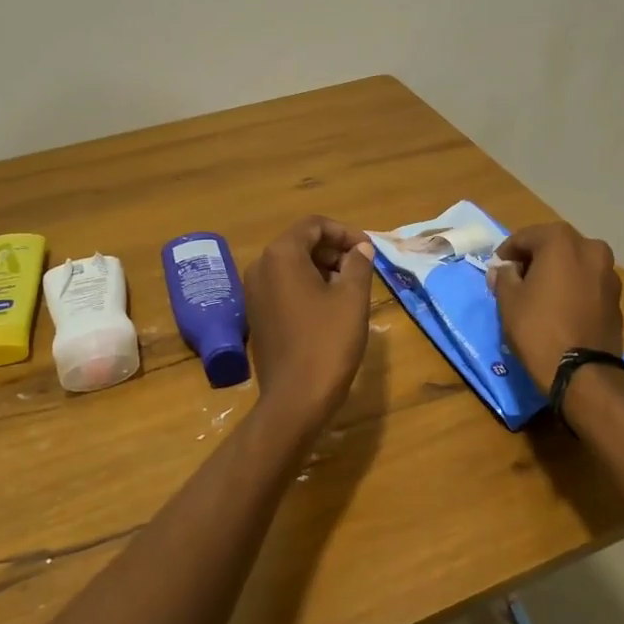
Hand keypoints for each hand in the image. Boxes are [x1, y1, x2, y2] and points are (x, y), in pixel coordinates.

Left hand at [245, 217, 374, 431]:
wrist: (295, 398)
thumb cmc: (327, 342)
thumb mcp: (352, 298)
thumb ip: (358, 264)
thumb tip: (360, 249)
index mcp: (281, 255)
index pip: (314, 225)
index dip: (345, 232)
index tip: (369, 249)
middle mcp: (260, 267)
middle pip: (300, 243)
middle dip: (334, 250)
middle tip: (363, 268)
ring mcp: (254, 292)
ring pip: (292, 266)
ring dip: (323, 269)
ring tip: (351, 288)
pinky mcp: (257, 315)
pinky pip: (284, 287)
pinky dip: (307, 287)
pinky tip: (330, 307)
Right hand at [489, 222, 623, 391]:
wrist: (583, 372)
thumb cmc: (538, 328)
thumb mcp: (508, 300)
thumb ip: (504, 276)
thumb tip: (504, 269)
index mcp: (562, 241)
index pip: (525, 237)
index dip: (506, 252)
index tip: (496, 269)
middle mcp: (590, 248)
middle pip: (553, 246)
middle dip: (533, 259)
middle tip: (515, 280)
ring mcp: (608, 272)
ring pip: (573, 263)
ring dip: (555, 272)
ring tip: (538, 294)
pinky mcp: (616, 297)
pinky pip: (587, 282)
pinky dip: (572, 287)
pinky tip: (559, 307)